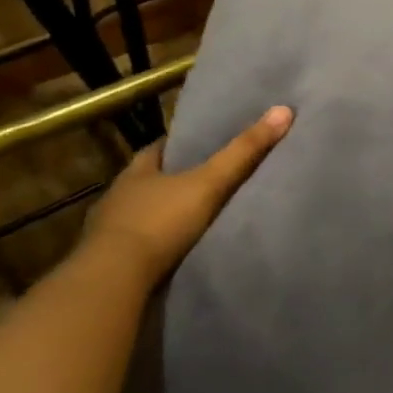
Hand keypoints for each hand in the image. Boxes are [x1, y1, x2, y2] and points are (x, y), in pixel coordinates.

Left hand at [78, 106, 293, 287]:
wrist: (113, 282)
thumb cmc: (159, 222)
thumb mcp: (209, 183)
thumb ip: (244, 152)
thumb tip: (283, 110)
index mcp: (136, 172)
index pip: (158, 149)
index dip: (180, 145)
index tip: (202, 143)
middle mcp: (118, 197)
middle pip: (149, 182)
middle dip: (173, 181)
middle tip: (205, 180)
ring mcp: (108, 233)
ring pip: (141, 215)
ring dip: (162, 216)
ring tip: (194, 218)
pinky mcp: (109, 265)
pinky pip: (137, 248)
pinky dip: (155, 246)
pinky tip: (174, 251)